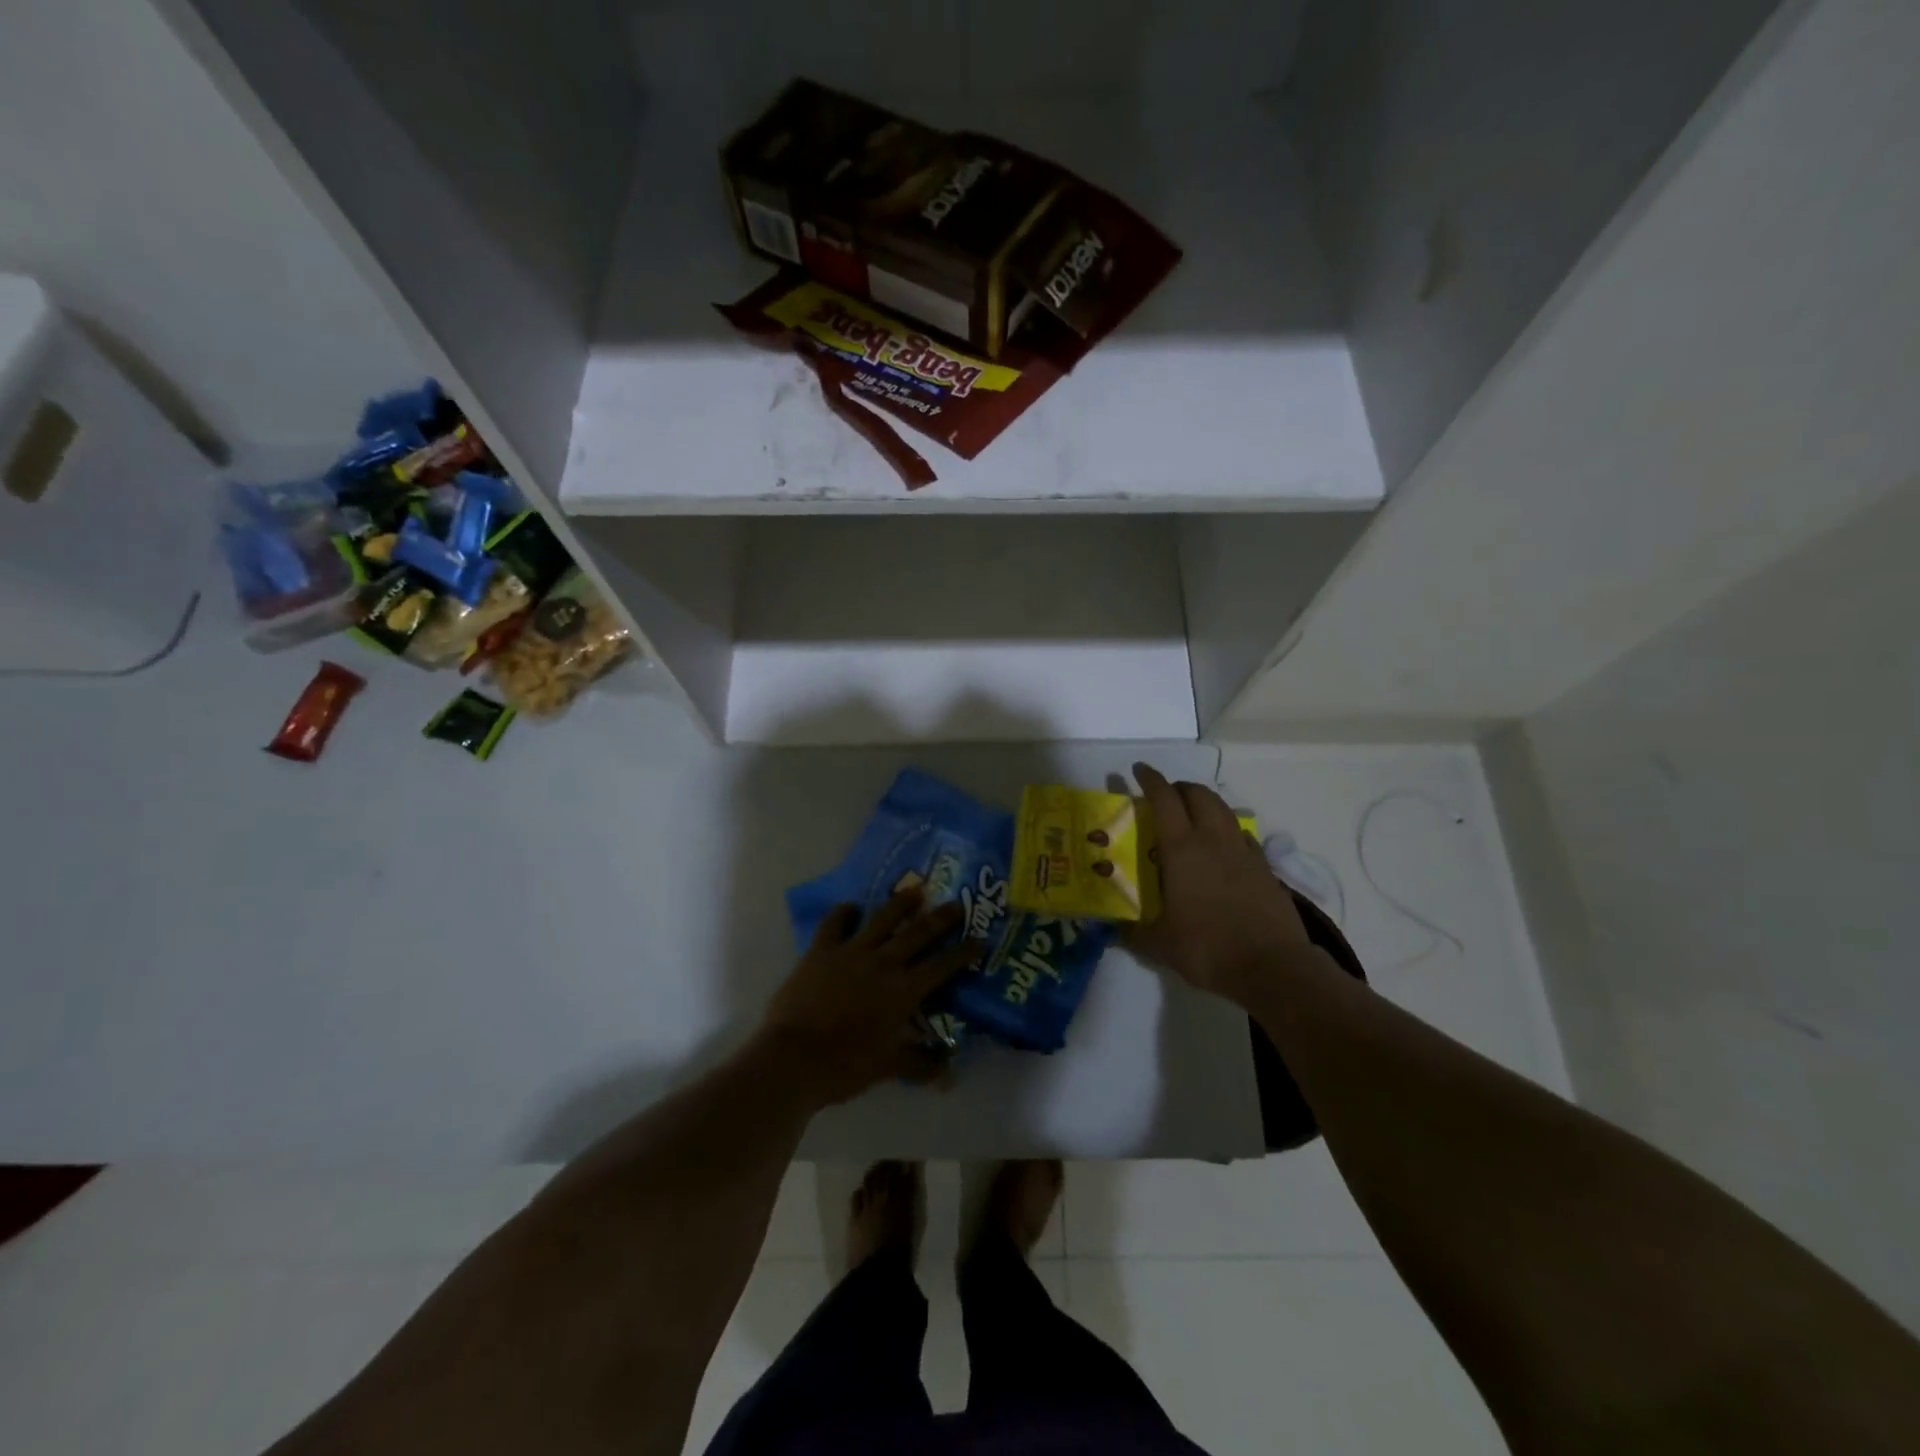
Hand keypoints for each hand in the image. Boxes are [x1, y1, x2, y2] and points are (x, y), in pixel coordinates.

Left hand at [755, 890, 978, 1108]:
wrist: (793, 1058)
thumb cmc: (845, 1065)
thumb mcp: (888, 1068)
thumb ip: (921, 1065)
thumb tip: (950, 1072)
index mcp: (903, 990)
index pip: (942, 966)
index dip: (963, 952)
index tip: (980, 939)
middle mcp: (883, 963)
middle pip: (918, 933)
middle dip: (941, 918)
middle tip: (957, 904)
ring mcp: (851, 952)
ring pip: (882, 919)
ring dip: (901, 903)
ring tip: (915, 890)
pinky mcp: (821, 951)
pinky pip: (834, 924)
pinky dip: (843, 913)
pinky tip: (851, 907)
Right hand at [1126, 762, 1314, 1006]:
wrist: (1272, 967)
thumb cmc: (1208, 949)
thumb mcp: (1160, 945)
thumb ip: (1132, 932)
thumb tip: (1112, 929)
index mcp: (1182, 849)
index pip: (1164, 799)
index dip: (1150, 780)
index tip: (1139, 770)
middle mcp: (1213, 840)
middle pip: (1198, 794)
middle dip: (1179, 788)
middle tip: (1165, 797)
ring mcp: (1244, 851)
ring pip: (1223, 810)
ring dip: (1205, 803)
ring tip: (1192, 816)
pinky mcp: (1265, 868)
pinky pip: (1242, 834)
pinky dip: (1227, 829)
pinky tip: (1222, 848)